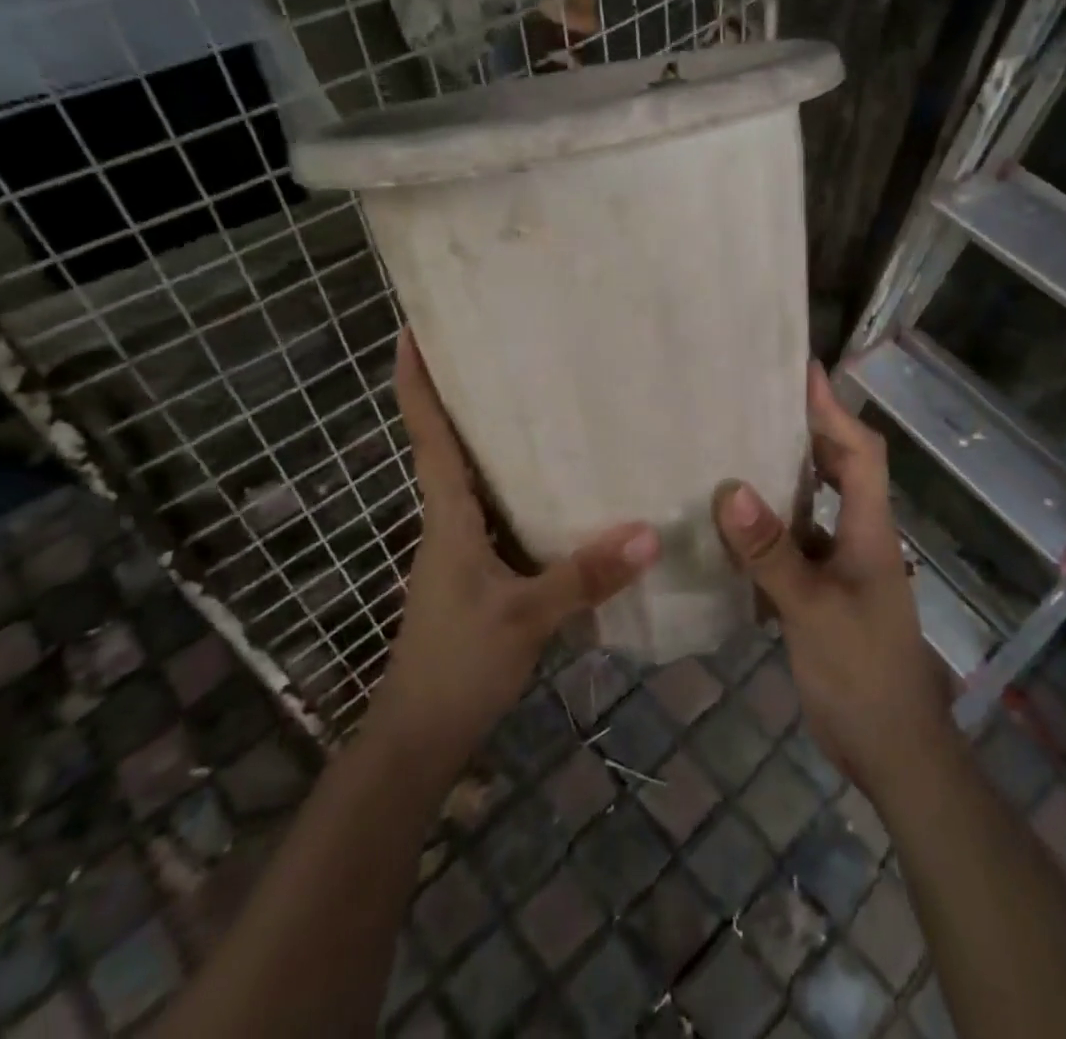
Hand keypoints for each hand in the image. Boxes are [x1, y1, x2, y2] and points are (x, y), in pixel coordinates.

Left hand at [377, 328, 659, 761]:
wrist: (421, 737)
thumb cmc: (456, 665)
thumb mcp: (525, 618)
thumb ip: (585, 576)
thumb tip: (651, 531)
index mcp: (448, 515)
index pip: (427, 433)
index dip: (415, 380)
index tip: (413, 328)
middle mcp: (452, 518)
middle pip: (452, 441)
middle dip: (465, 392)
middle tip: (503, 345)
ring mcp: (465, 545)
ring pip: (480, 476)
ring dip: (496, 436)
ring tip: (542, 395)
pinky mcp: (484, 568)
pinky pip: (503, 509)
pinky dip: (525, 484)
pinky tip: (567, 481)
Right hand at [711, 363, 952, 796]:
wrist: (895, 752)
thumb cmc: (864, 675)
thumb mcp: (814, 611)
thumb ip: (773, 553)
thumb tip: (730, 489)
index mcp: (870, 529)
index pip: (860, 451)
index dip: (834, 409)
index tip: (803, 370)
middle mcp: (859, 537)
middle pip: (839, 468)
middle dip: (806, 431)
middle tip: (755, 403)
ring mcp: (843, 567)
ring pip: (813, 506)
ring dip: (783, 478)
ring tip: (735, 450)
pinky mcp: (824, 594)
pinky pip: (795, 544)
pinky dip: (769, 528)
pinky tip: (731, 528)